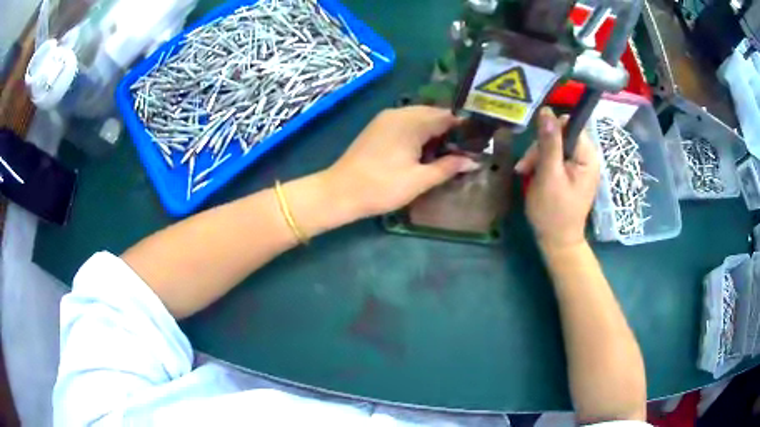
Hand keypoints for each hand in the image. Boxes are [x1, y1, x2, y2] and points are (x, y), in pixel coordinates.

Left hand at [323, 106, 479, 218]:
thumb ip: (448, 167)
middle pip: (433, 114)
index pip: (447, 115)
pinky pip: (406, 123)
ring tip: (447, 153)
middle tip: (464, 150)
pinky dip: (419, 133)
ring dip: (434, 132)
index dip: (464, 127)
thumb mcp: (420, 180)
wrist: (340, 192)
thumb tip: (473, 161)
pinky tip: (424, 151)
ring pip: (419, 118)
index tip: (477, 141)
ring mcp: (385, 119)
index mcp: (412, 121)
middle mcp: (399, 112)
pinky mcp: (377, 128)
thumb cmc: (382, 187)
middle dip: (450, 129)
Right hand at [515, 107, 599, 250]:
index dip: (550, 131)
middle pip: (561, 135)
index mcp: (588, 155)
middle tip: (525, 166)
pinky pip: (556, 157)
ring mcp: (580, 165)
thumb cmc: (553, 211)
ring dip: (537, 156)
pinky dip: (542, 163)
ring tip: (524, 172)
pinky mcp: (572, 173)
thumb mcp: (549, 175)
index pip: (569, 125)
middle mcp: (587, 156)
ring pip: (555, 145)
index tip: (535, 147)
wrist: (557, 242)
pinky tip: (531, 174)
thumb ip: (549, 142)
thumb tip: (546, 110)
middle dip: (540, 147)